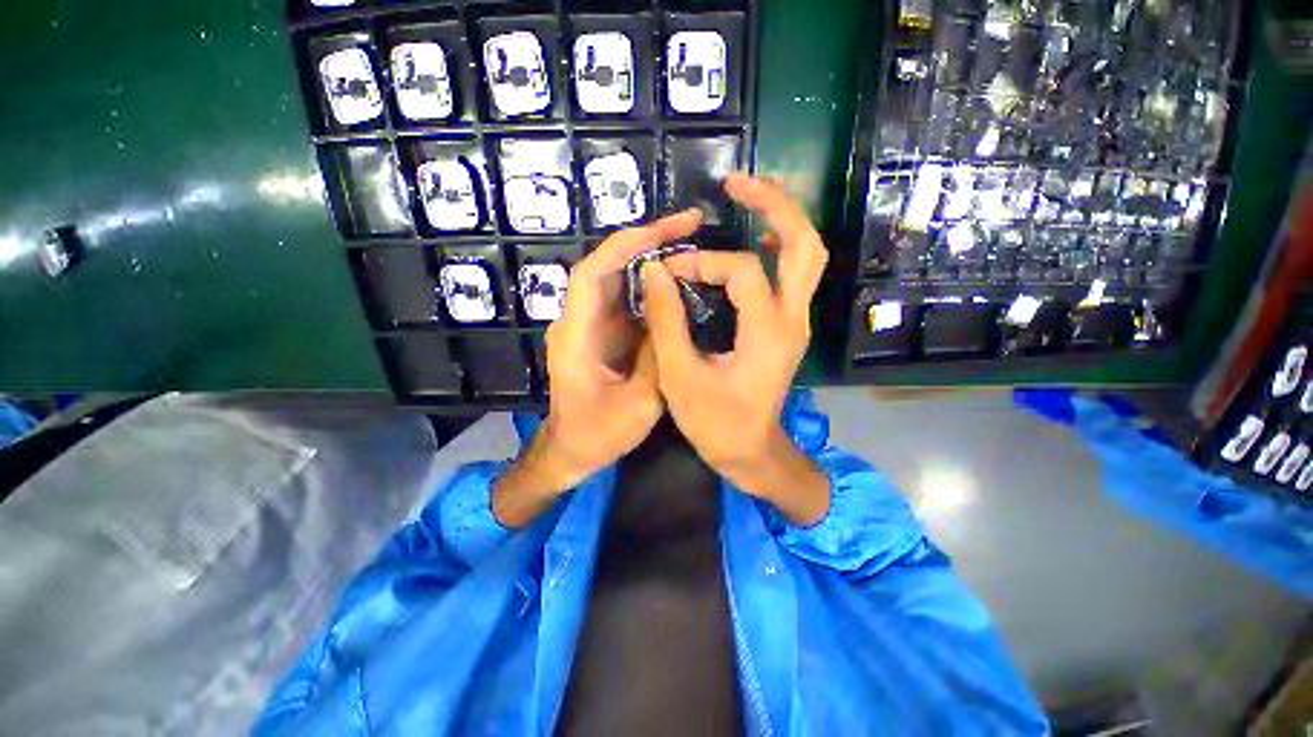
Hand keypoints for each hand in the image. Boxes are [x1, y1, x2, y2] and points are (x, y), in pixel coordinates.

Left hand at [494, 209, 703, 526]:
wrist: (571, 451)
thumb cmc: (598, 435)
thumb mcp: (639, 405)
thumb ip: (656, 357)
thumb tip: (670, 314)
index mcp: (577, 337)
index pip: (593, 274)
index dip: (625, 246)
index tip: (665, 230)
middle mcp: (577, 322)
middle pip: (605, 267)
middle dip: (645, 241)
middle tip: (689, 225)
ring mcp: (588, 327)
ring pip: (616, 280)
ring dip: (649, 259)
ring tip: (688, 244)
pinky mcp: (600, 335)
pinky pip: (624, 301)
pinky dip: (649, 287)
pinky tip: (675, 281)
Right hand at [642, 174, 830, 524]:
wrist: (750, 450)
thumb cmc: (715, 422)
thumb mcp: (680, 375)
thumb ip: (667, 321)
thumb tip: (656, 271)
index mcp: (767, 333)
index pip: (741, 271)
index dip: (702, 262)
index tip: (670, 271)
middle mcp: (792, 320)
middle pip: (805, 245)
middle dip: (775, 205)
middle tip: (738, 183)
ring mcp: (796, 323)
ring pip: (806, 256)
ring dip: (780, 222)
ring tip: (747, 200)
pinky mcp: (788, 327)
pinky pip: (792, 275)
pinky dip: (775, 249)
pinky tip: (753, 243)